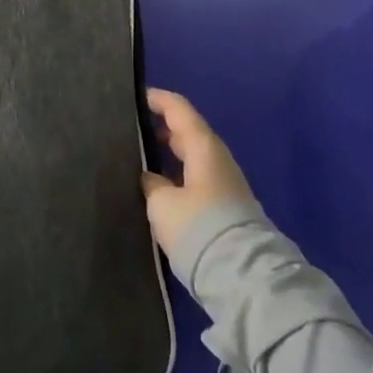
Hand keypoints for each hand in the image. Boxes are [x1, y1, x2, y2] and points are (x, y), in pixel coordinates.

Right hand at [139, 88, 256, 256]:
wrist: (242, 275)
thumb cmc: (198, 226)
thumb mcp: (162, 204)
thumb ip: (152, 183)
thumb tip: (150, 178)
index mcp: (203, 147)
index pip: (179, 109)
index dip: (158, 100)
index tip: (135, 97)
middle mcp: (216, 159)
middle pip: (187, 131)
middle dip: (161, 126)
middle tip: (131, 127)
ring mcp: (224, 183)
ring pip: (192, 156)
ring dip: (169, 152)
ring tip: (139, 156)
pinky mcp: (225, 206)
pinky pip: (196, 177)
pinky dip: (176, 173)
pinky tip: (158, 186)